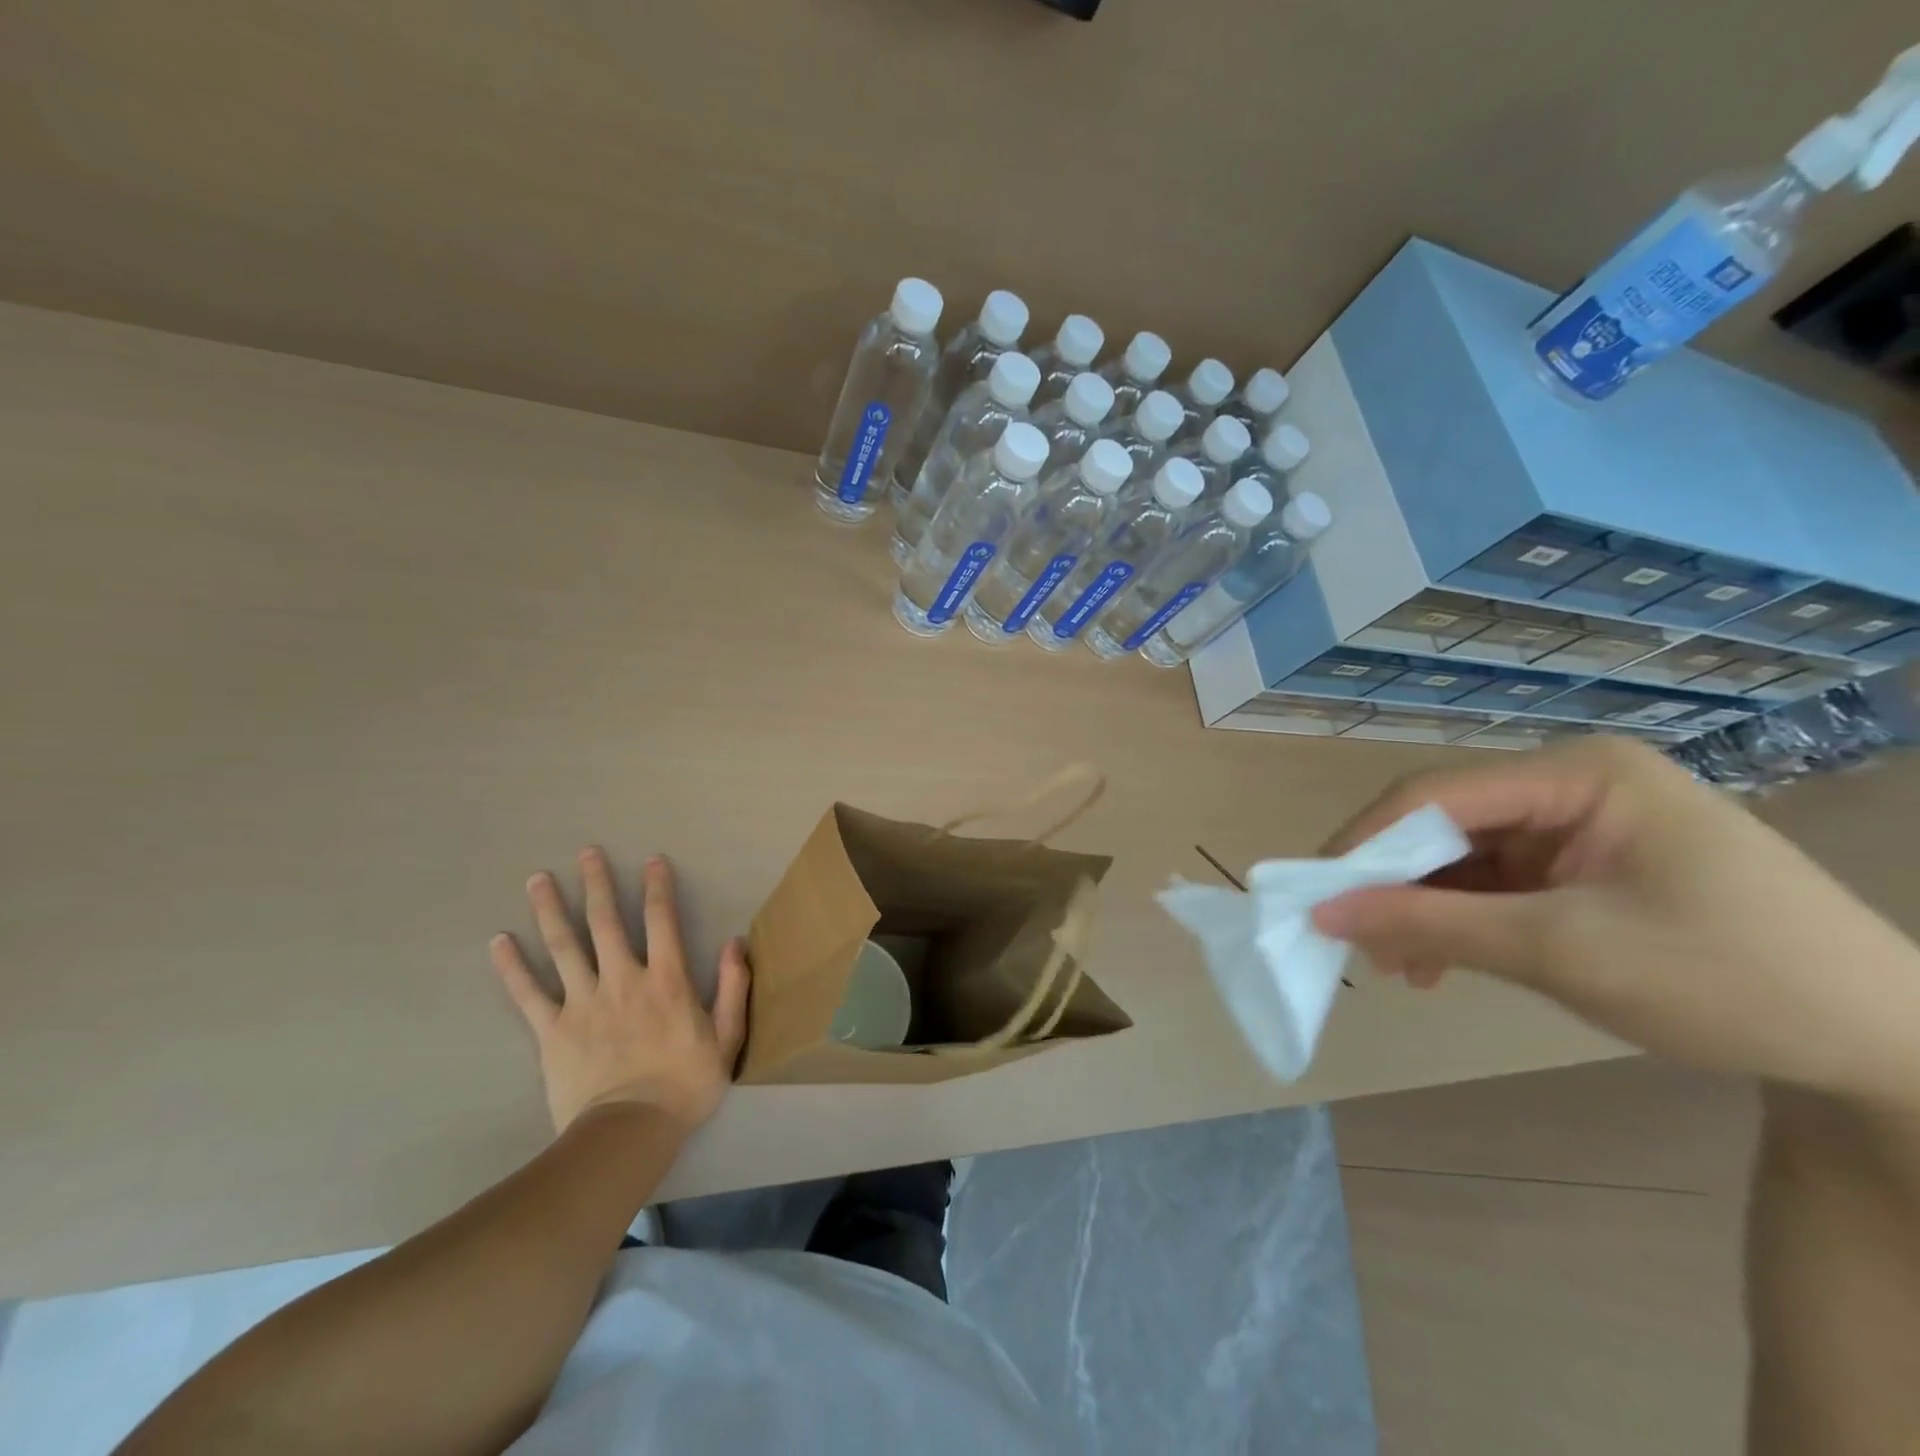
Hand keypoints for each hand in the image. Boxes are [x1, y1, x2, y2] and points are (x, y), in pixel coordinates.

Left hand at [491, 848, 749, 1134]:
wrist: (629, 1132)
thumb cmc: (685, 1085)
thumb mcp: (726, 1038)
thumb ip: (732, 987)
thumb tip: (735, 943)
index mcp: (666, 980)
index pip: (661, 920)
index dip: (658, 887)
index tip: (652, 860)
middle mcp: (622, 979)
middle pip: (605, 922)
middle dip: (598, 884)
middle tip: (586, 852)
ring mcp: (583, 1003)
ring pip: (563, 947)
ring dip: (551, 910)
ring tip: (537, 879)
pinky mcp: (552, 1031)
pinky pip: (528, 993)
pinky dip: (512, 967)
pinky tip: (499, 942)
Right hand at [1312, 737, 1919, 1105]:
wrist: (1887, 1052)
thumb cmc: (1729, 981)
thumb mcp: (1563, 952)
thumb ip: (1432, 925)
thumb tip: (1325, 913)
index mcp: (1579, 773)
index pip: (1436, 795)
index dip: (1367, 843)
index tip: (1317, 895)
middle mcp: (1570, 784)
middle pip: (1444, 823)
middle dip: (1394, 883)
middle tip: (1355, 940)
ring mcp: (1577, 825)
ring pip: (1462, 857)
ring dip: (1422, 909)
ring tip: (1399, 968)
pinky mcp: (1583, 866)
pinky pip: (1493, 883)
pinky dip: (1459, 922)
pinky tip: (1439, 965)